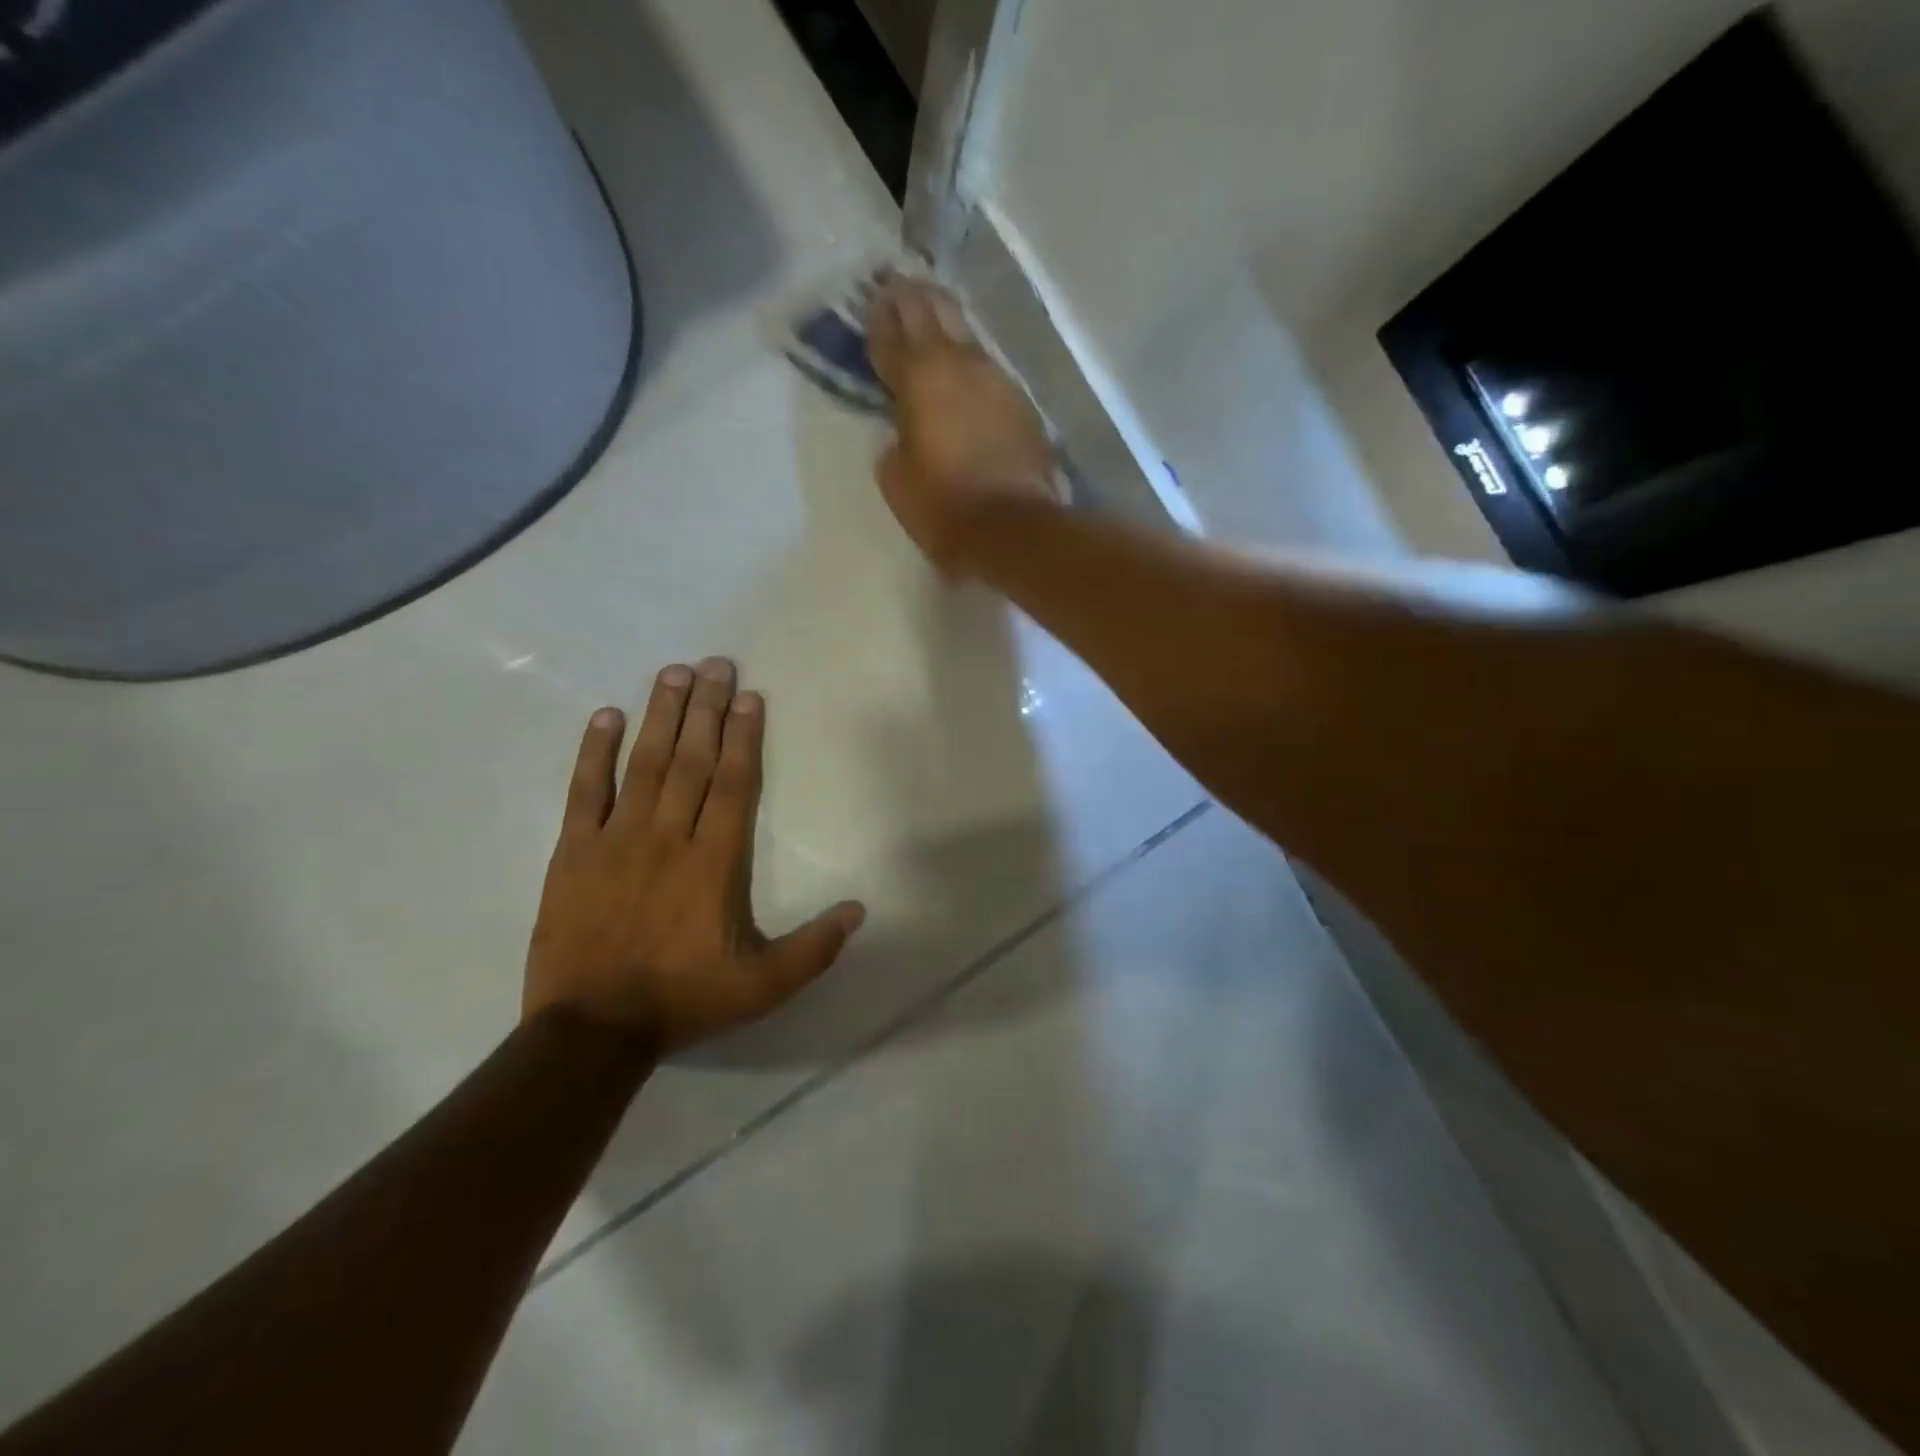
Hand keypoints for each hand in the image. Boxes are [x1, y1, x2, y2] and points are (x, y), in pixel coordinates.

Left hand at [524, 658, 865, 1054]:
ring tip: (674, 673)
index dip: (744, 737)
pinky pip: (584, 791)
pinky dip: (594, 752)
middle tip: (716, 663)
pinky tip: (607, 717)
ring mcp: (616, 840)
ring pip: (645, 764)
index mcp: (714, 862)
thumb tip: (860, 910)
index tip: (749, 697)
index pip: (734, 784)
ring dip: (662, 716)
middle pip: (693, 760)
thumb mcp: (763, 987)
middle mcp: (668, 837)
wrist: (591, 1031)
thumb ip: (814, 948)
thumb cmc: (683, 1000)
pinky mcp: (573, 852)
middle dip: (707, 708)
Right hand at [867, 276, 1059, 571]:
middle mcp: (960, 363)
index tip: (872, 300)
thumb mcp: (896, 479)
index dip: (878, 316)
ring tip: (930, 312)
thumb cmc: (943, 506)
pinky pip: (987, 366)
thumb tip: (904, 430)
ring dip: (944, 320)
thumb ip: (894, 441)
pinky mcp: (1021, 401)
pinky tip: (964, 363)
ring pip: (965, 333)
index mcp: (919, 376)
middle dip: (911, 296)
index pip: (891, 333)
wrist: (1013, 528)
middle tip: (897, 285)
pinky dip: (969, 357)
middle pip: (932, 311)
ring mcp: (996, 378)